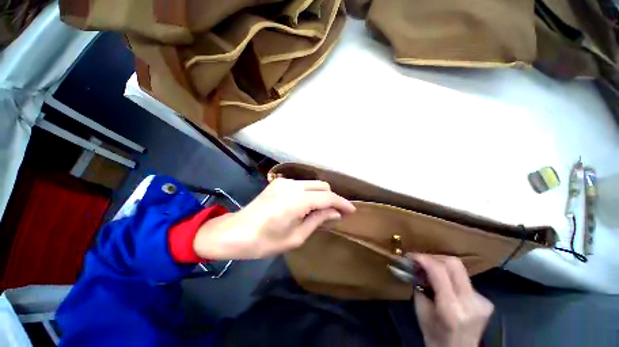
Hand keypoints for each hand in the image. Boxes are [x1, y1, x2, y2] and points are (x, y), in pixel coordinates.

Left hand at [193, 178, 355, 259]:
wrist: (235, 232)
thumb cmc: (265, 242)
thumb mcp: (296, 237)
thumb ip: (318, 220)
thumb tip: (335, 213)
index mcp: (297, 201)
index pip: (327, 197)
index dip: (342, 203)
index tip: (351, 211)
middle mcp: (292, 185)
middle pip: (322, 186)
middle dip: (332, 198)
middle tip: (335, 213)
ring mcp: (284, 181)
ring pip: (313, 183)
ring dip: (321, 194)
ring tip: (320, 210)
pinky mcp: (278, 182)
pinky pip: (301, 184)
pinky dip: (309, 192)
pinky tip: (305, 204)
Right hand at [411, 254, 493, 346]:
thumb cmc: (434, 336)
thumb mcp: (421, 310)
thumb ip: (419, 286)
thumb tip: (416, 267)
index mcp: (451, 309)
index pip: (439, 271)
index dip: (424, 258)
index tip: (410, 256)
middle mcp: (470, 303)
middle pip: (454, 264)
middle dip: (434, 257)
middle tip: (421, 260)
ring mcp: (482, 302)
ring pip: (460, 270)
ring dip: (441, 266)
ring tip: (430, 271)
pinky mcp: (486, 301)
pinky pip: (465, 280)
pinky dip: (451, 277)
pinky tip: (445, 285)